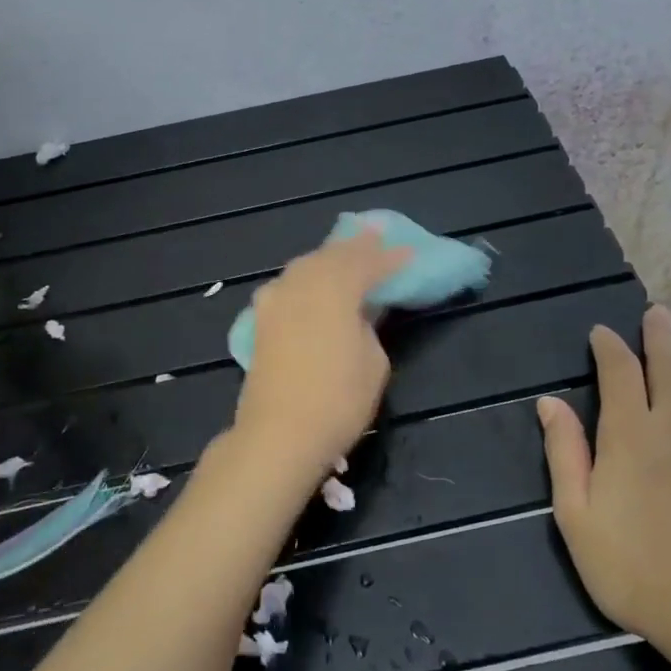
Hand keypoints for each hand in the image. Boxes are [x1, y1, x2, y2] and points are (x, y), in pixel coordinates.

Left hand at [232, 231, 412, 485]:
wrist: (278, 435)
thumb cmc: (337, 401)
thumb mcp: (373, 360)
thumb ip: (369, 324)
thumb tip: (360, 309)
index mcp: (334, 289)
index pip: (367, 263)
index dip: (390, 257)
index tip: (409, 252)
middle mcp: (300, 283)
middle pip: (332, 255)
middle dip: (357, 246)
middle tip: (377, 235)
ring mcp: (275, 299)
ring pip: (306, 265)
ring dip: (329, 258)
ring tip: (348, 253)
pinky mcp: (261, 319)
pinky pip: (289, 284)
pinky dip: (308, 277)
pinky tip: (315, 281)